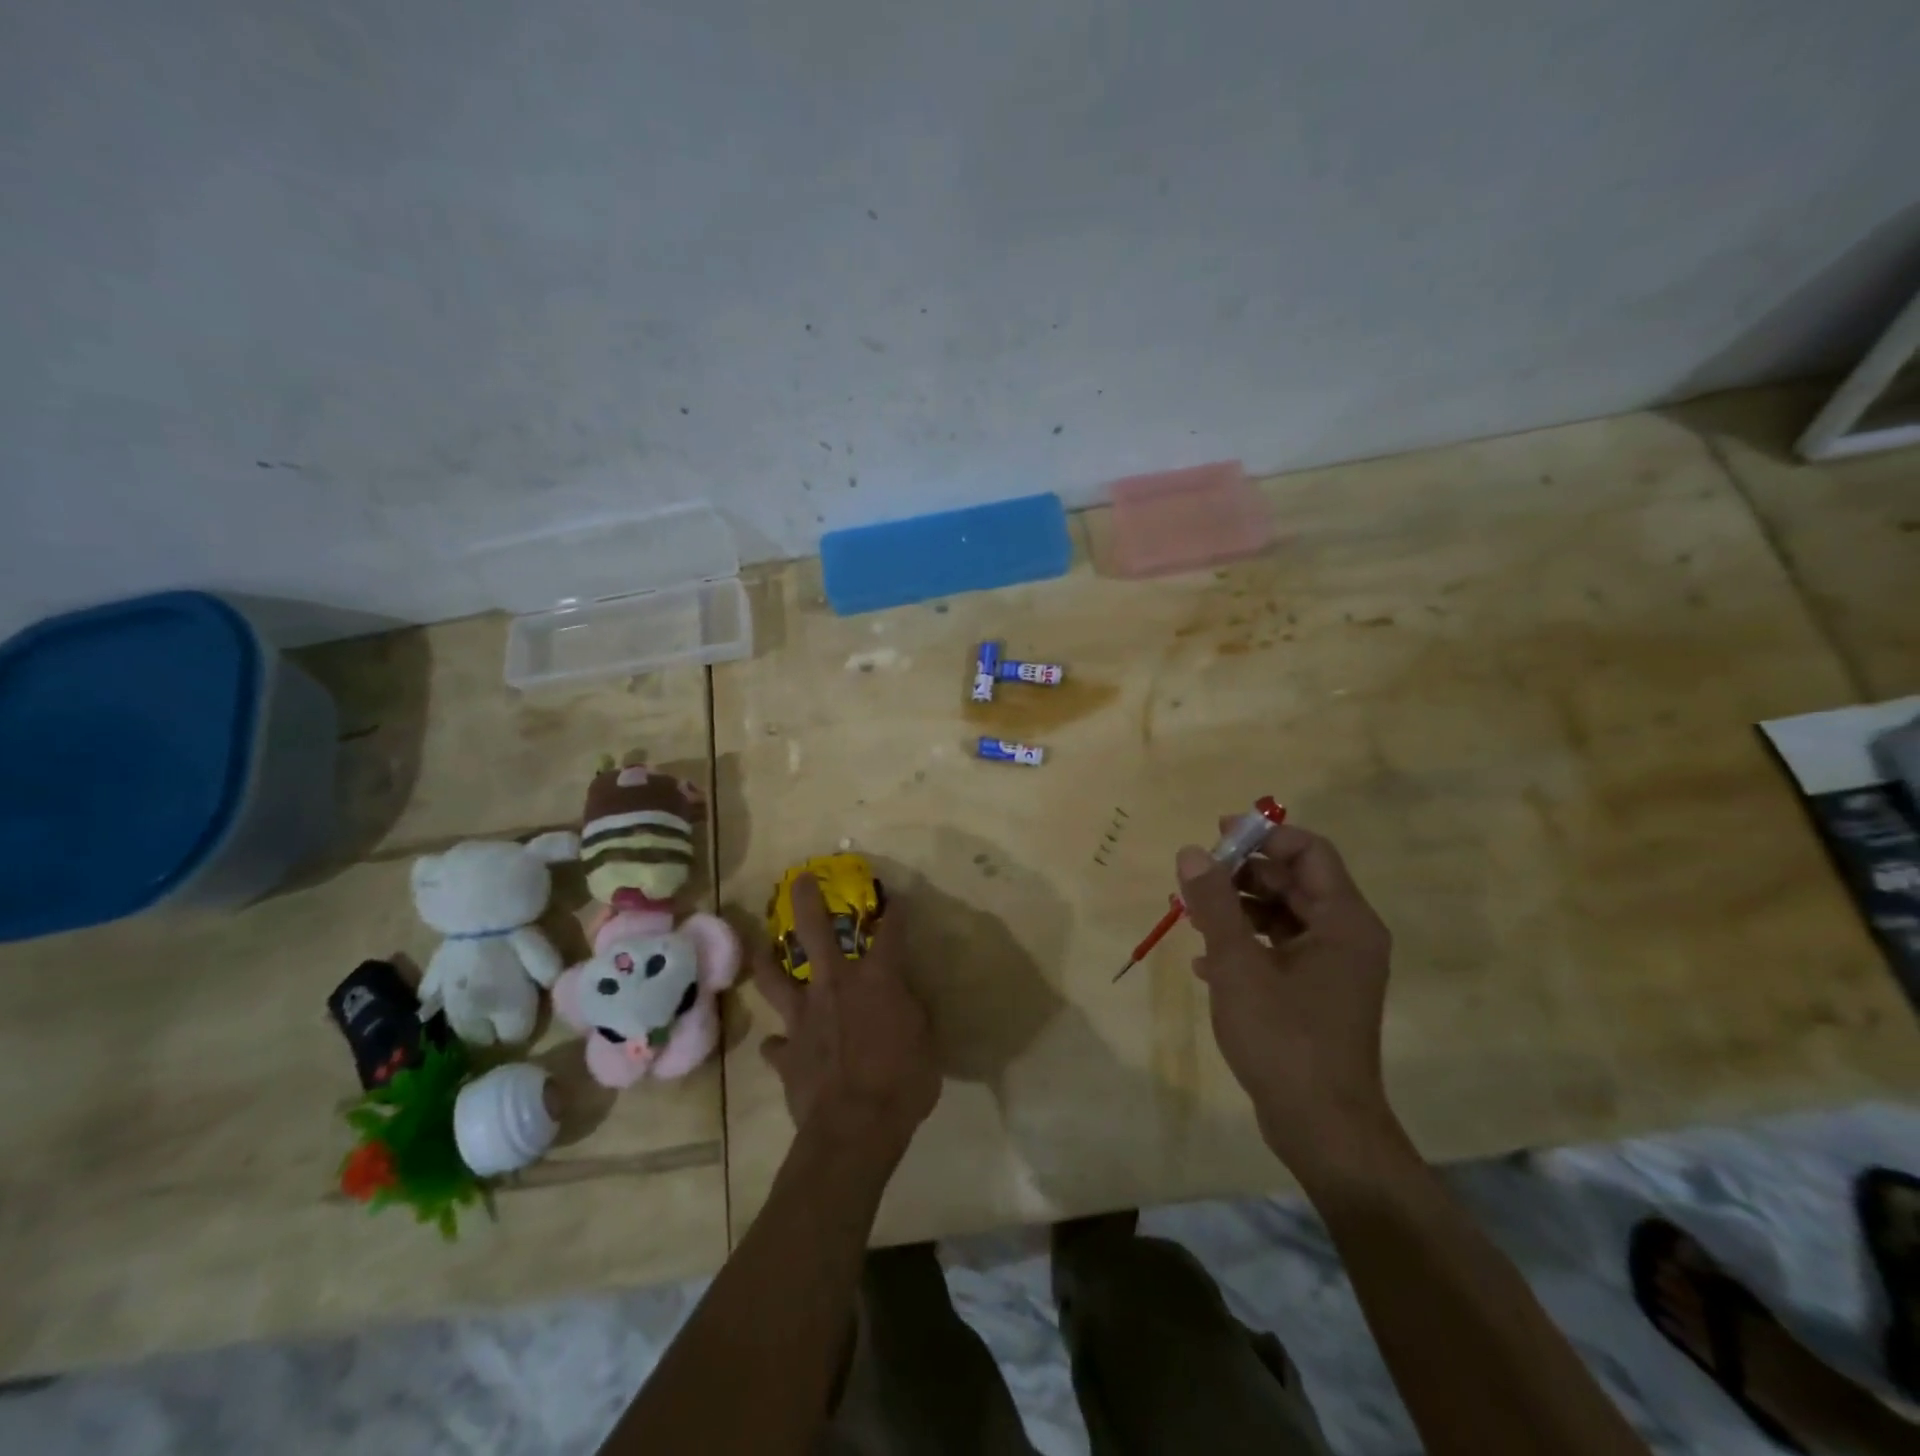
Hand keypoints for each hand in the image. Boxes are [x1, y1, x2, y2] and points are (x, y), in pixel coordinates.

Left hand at [755, 876, 940, 1162]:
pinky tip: (779, 1044)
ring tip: (760, 948)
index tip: (893, 897)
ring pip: (775, 978)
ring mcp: (804, 1017)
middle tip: (799, 879)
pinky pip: (777, 1044)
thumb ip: (911, 1013)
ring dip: (766, 961)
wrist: (855, 1128)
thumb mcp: (926, 1042)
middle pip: (814, 931)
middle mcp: (835, 985)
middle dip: (807, 900)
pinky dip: (780, 1043)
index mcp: (877, 979)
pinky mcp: (787, 1052)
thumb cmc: (903, 1081)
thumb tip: (903, 1001)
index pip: (890, 933)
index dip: (894, 912)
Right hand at [1177, 820, 1395, 1180]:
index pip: (1310, 851)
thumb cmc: (1285, 1038)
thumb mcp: (1238, 964)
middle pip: (1294, 881)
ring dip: (1239, 909)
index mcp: (1344, 921)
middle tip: (1196, 878)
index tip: (1217, 835)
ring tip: (1192, 917)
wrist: (1322, 1129)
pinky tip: (1205, 963)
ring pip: (1284, 916)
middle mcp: (1346, 937)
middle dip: (1243, 874)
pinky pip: (1280, 950)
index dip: (1264, 836)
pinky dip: (1246, 945)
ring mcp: (1333, 969)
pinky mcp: (1316, 996)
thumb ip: (1215, 904)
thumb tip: (1192, 852)